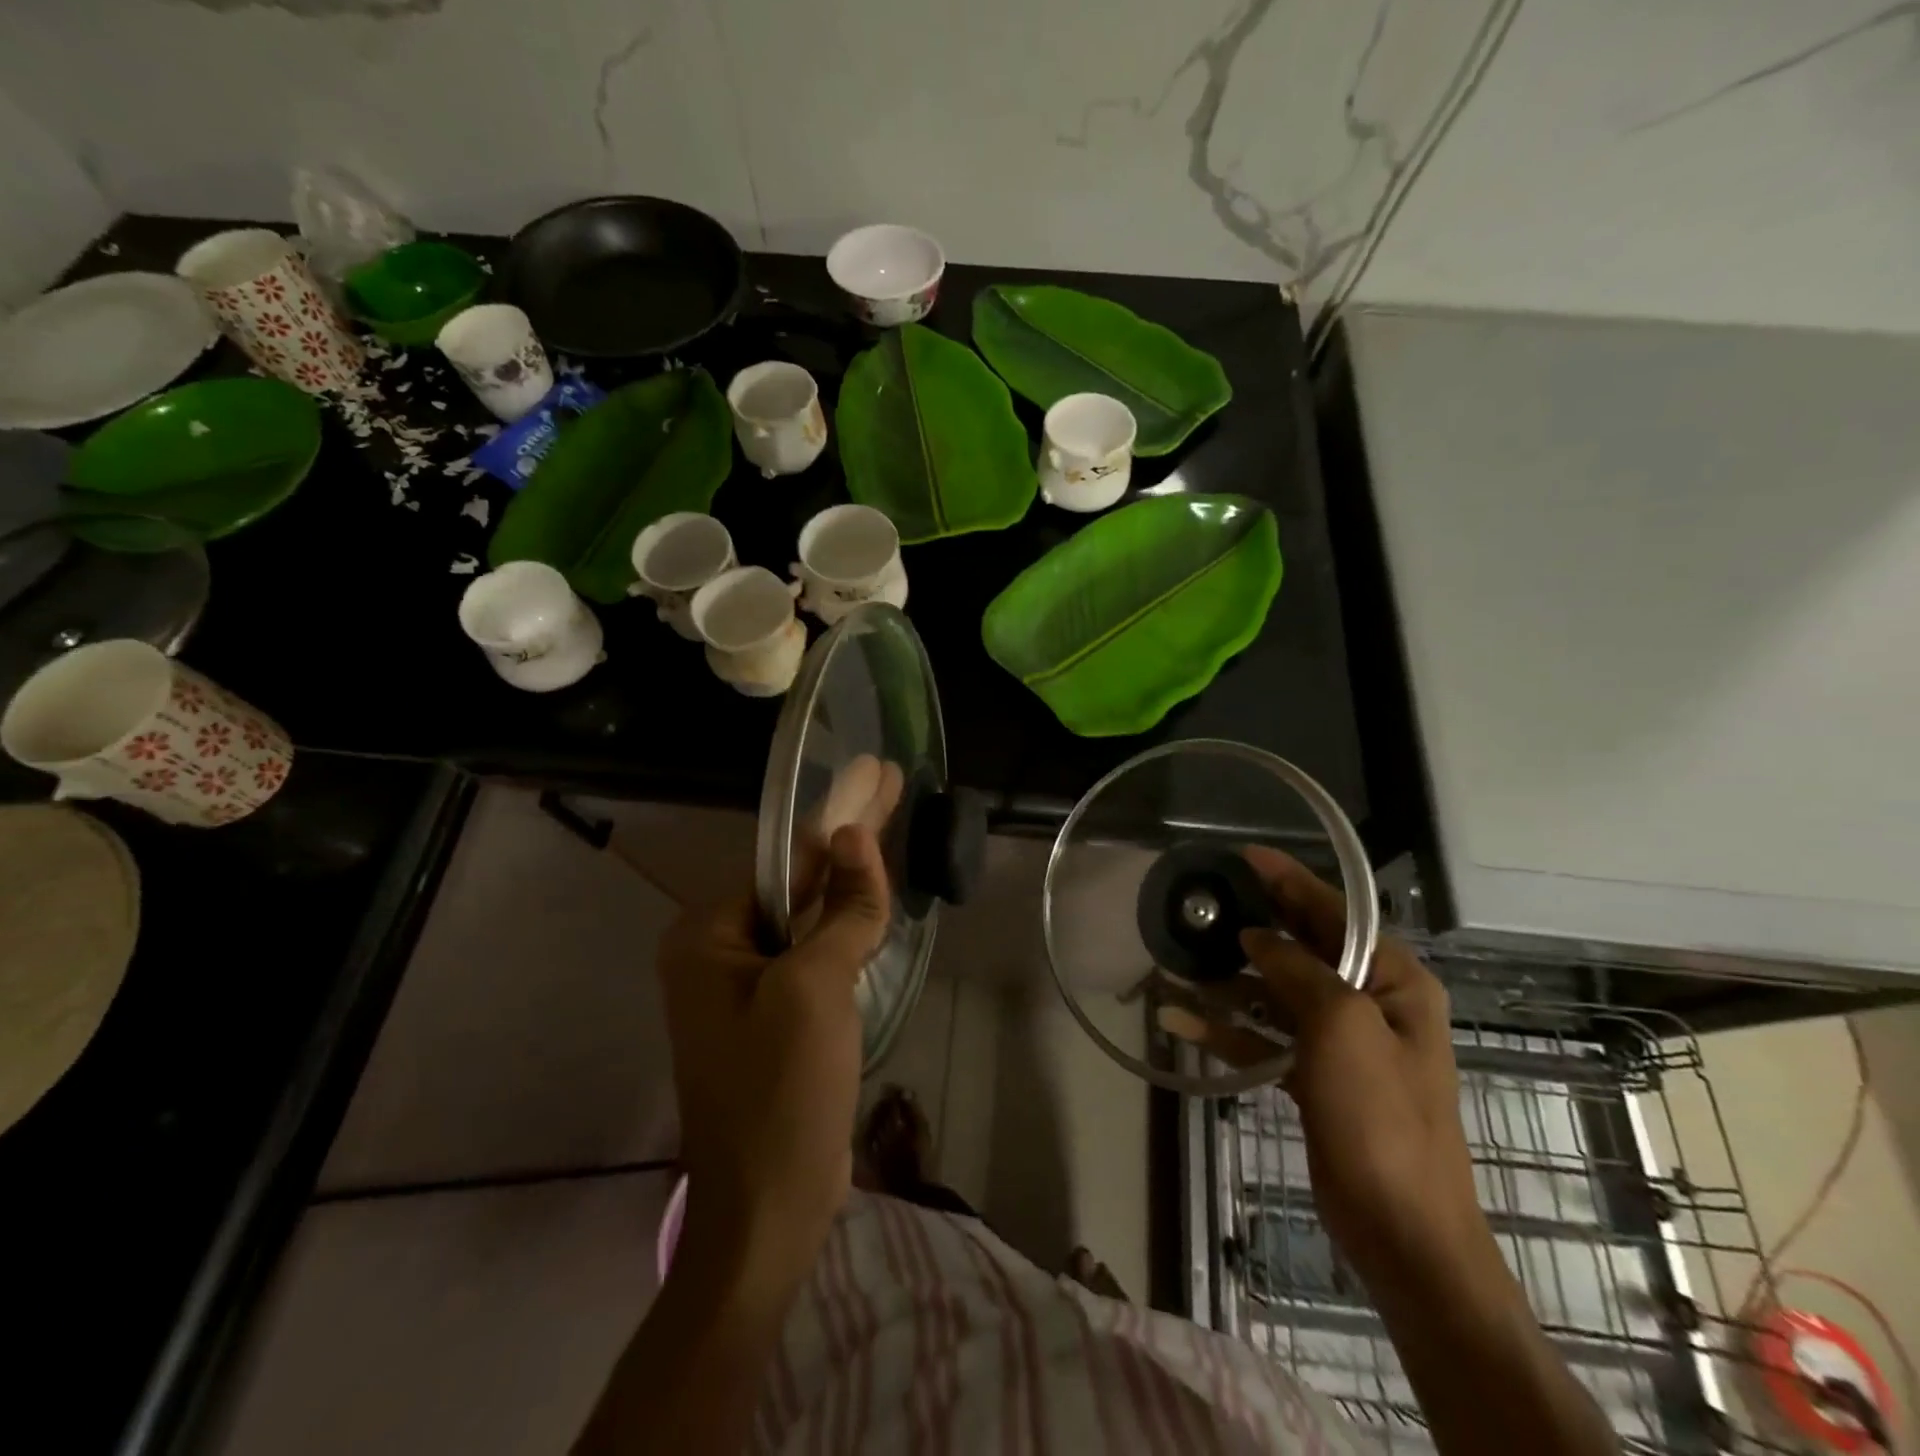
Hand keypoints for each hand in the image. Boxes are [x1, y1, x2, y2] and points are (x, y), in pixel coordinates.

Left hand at [656, 824, 891, 1288]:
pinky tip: (875, 901)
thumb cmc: (782, 1090)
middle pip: (797, 883)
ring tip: (889, 832)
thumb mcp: (815, 988)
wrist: (768, 1210)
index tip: (874, 776)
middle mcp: (718, 954)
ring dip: (850, 883)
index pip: (784, 860)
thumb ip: (842, 909)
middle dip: (847, 839)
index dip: (837, 816)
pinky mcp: (774, 1018)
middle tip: (891, 787)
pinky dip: (846, 928)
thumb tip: (856, 835)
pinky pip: (814, 955)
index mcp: (708, 937)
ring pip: (809, 920)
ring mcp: (746, 989)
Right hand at [1158, 848, 1487, 1282]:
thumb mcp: (1341, 1027)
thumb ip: (1297, 969)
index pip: (1335, 911)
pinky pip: (1265, 1036)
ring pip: (1274, 992)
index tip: (1242, 856)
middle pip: (1301, 947)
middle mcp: (1368, 1000)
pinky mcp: (1314, 1075)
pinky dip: (1227, 1028)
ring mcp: (1339, 1041)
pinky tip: (1180, 1020)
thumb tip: (1255, 937)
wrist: (1402, 1231)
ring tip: (1175, 962)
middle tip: (1201, 904)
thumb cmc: (1380, 1117)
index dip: (1288, 880)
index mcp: (1392, 979)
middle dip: (1251, 927)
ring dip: (1227, 981)